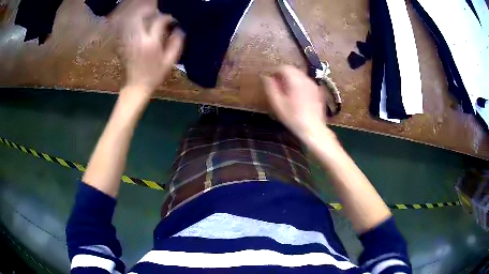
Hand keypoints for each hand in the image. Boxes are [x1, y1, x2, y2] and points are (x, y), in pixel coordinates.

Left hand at [121, 7, 183, 95]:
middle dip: (152, 13)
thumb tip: (180, 30)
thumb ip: (176, 44)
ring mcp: (130, 41)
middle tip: (159, 16)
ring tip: (151, 19)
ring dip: (143, 17)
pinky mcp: (125, 44)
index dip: (167, 18)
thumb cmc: (154, 76)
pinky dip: (136, 25)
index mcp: (151, 42)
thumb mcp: (169, 62)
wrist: (136, 86)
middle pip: (143, 17)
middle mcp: (139, 39)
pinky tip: (142, 27)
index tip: (172, 21)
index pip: (159, 21)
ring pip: (134, 22)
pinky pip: (129, 29)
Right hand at [263, 65, 329, 141]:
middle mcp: (306, 80)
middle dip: (283, 75)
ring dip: (292, 79)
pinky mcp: (318, 92)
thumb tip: (266, 77)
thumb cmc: (293, 118)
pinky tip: (297, 96)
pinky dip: (300, 85)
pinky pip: (307, 83)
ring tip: (286, 91)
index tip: (270, 78)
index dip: (275, 71)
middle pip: (293, 70)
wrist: (313, 129)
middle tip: (277, 85)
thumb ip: (270, 88)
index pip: (284, 67)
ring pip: (300, 76)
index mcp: (295, 81)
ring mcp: (314, 85)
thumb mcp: (277, 104)